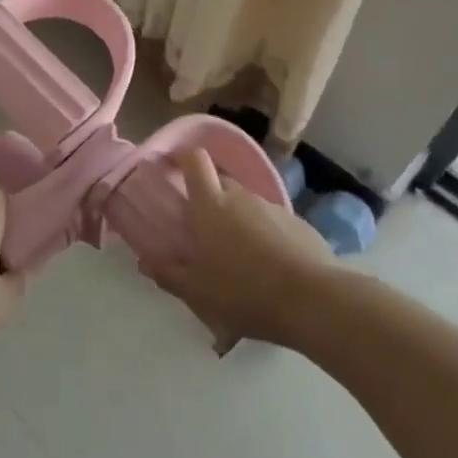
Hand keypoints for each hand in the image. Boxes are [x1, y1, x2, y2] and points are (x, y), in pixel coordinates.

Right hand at [142, 149, 338, 346]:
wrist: (313, 300)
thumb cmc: (245, 292)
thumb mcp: (198, 292)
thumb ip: (169, 274)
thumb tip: (144, 261)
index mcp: (211, 205)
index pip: (195, 160)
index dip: (182, 157)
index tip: (172, 165)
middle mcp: (241, 197)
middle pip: (219, 181)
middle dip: (207, 195)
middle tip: (200, 226)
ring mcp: (272, 207)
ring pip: (245, 203)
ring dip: (236, 218)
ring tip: (235, 254)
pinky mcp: (298, 223)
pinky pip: (270, 220)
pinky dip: (262, 233)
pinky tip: (266, 264)